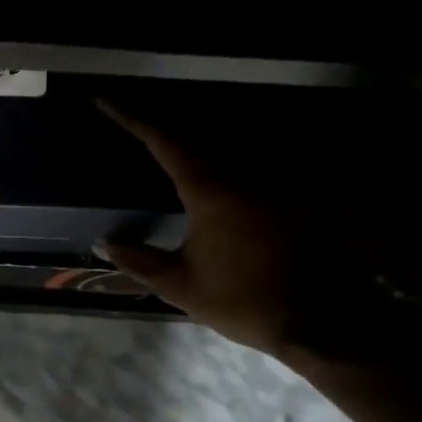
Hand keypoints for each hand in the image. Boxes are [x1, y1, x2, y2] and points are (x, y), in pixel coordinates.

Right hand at [95, 101, 381, 357]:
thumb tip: (103, 242)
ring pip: (227, 146)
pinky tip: (216, 174)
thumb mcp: (180, 286)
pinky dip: (226, 162)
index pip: (164, 141)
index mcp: (211, 189)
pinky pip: (252, 165)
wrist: (318, 320)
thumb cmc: (242, 302)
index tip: (105, 100)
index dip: (132, 118)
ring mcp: (275, 180)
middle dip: (162, 126)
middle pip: (197, 134)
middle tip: (133, 122)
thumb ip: (138, 260)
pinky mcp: (295, 194)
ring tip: (167, 144)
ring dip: (195, 142)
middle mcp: (245, 172)